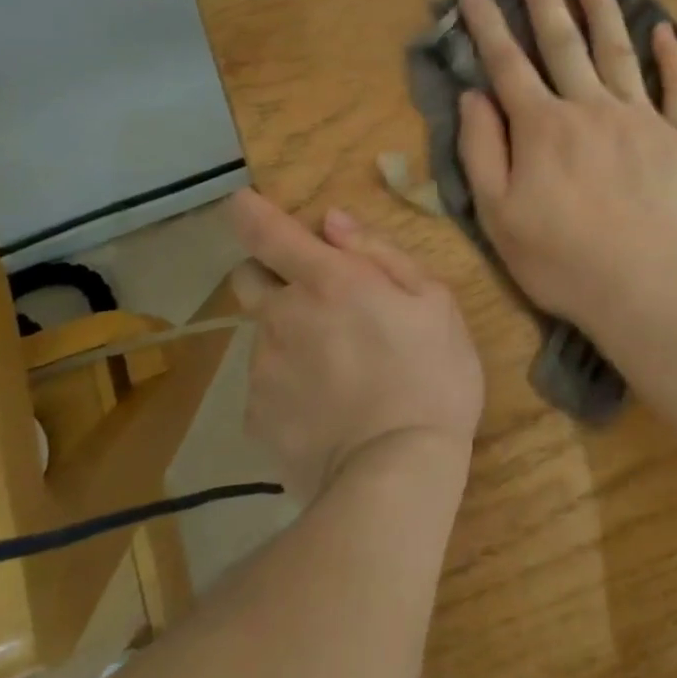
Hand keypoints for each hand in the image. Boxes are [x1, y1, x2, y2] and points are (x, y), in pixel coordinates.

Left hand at [230, 189, 483, 501]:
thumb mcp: (434, 300)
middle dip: (273, 277)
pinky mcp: (256, 416)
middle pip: (249, 279)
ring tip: (341, 371)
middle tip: (321, 302)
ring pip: (264, 334)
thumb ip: (380, 253)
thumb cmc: (432, 374)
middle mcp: (281, 316)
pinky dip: (290, 385)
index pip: (265, 231)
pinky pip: (267, 384)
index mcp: (326, 280)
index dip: (248, 211)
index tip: (242, 203)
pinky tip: (328, 409)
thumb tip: (332, 222)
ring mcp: (262, 369)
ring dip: (290, 335)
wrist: (396, 474)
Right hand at [455, 0, 676, 331]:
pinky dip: (672, 59)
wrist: (645, 288)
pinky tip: (666, 31)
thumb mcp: (498, 215)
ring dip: (603, 11)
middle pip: (563, 42)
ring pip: (617, 52)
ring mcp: (640, 119)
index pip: (508, 64)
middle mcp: (590, 108)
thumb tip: (474, 96)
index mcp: (542, 126)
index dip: (487, 24)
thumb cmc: (561, 259)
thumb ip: (482, 150)